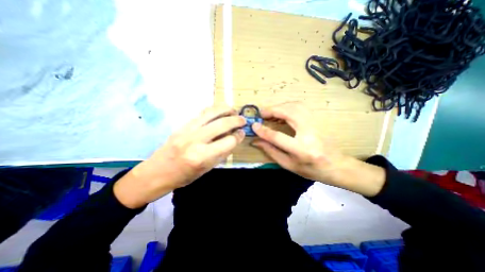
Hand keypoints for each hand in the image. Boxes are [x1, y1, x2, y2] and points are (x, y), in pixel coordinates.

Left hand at [115, 105, 245, 206]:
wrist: (157, 172)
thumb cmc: (184, 176)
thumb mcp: (207, 169)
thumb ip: (222, 153)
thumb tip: (234, 139)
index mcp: (202, 157)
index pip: (228, 141)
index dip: (238, 136)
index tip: (242, 133)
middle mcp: (196, 140)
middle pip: (222, 124)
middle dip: (236, 120)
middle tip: (243, 120)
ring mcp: (187, 130)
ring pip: (211, 113)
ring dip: (225, 109)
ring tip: (233, 111)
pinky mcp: (182, 125)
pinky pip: (201, 113)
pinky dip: (213, 110)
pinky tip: (219, 110)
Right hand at [252, 102, 384, 197]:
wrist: (336, 165)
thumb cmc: (311, 169)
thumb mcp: (288, 164)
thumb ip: (271, 151)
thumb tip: (256, 141)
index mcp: (301, 150)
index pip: (278, 136)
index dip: (264, 131)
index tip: (254, 126)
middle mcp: (310, 133)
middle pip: (289, 114)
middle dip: (272, 111)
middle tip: (261, 114)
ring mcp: (316, 124)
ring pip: (296, 106)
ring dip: (280, 106)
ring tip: (270, 113)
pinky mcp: (318, 119)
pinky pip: (301, 107)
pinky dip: (288, 106)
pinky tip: (282, 112)